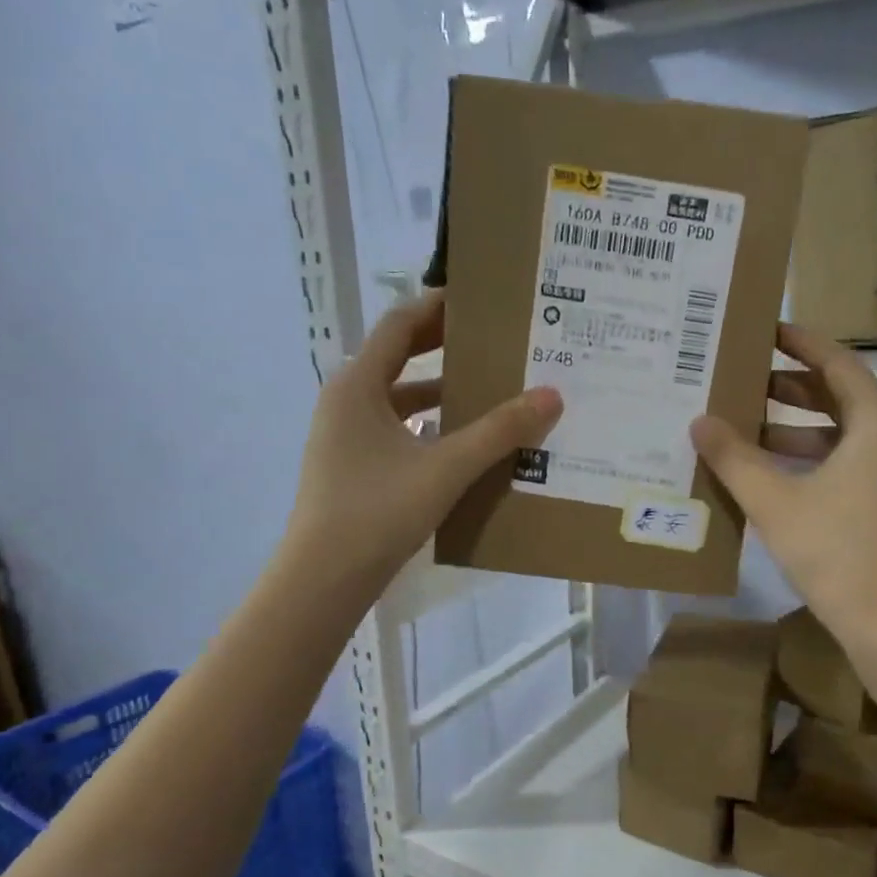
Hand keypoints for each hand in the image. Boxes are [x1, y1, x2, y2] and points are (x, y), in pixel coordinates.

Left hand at [288, 290, 561, 587]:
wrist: (324, 578)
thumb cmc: (378, 511)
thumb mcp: (445, 468)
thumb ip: (499, 431)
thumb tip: (551, 395)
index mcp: (358, 385)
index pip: (401, 324)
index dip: (440, 306)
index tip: (482, 298)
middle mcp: (348, 401)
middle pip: (400, 358)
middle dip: (446, 347)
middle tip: (495, 339)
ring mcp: (348, 436)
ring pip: (401, 399)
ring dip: (443, 392)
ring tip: (493, 390)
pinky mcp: (356, 466)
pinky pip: (400, 431)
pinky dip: (432, 427)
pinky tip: (466, 443)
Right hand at [689, 324, 876, 667]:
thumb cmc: (838, 551)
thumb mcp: (776, 501)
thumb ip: (735, 458)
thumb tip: (699, 421)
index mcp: (875, 423)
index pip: (837, 362)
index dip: (801, 342)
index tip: (764, 328)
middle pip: (835, 395)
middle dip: (788, 385)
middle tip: (738, 375)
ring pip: (833, 434)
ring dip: (789, 426)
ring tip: (738, 422)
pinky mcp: (876, 505)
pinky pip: (835, 464)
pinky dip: (800, 459)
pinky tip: (760, 472)